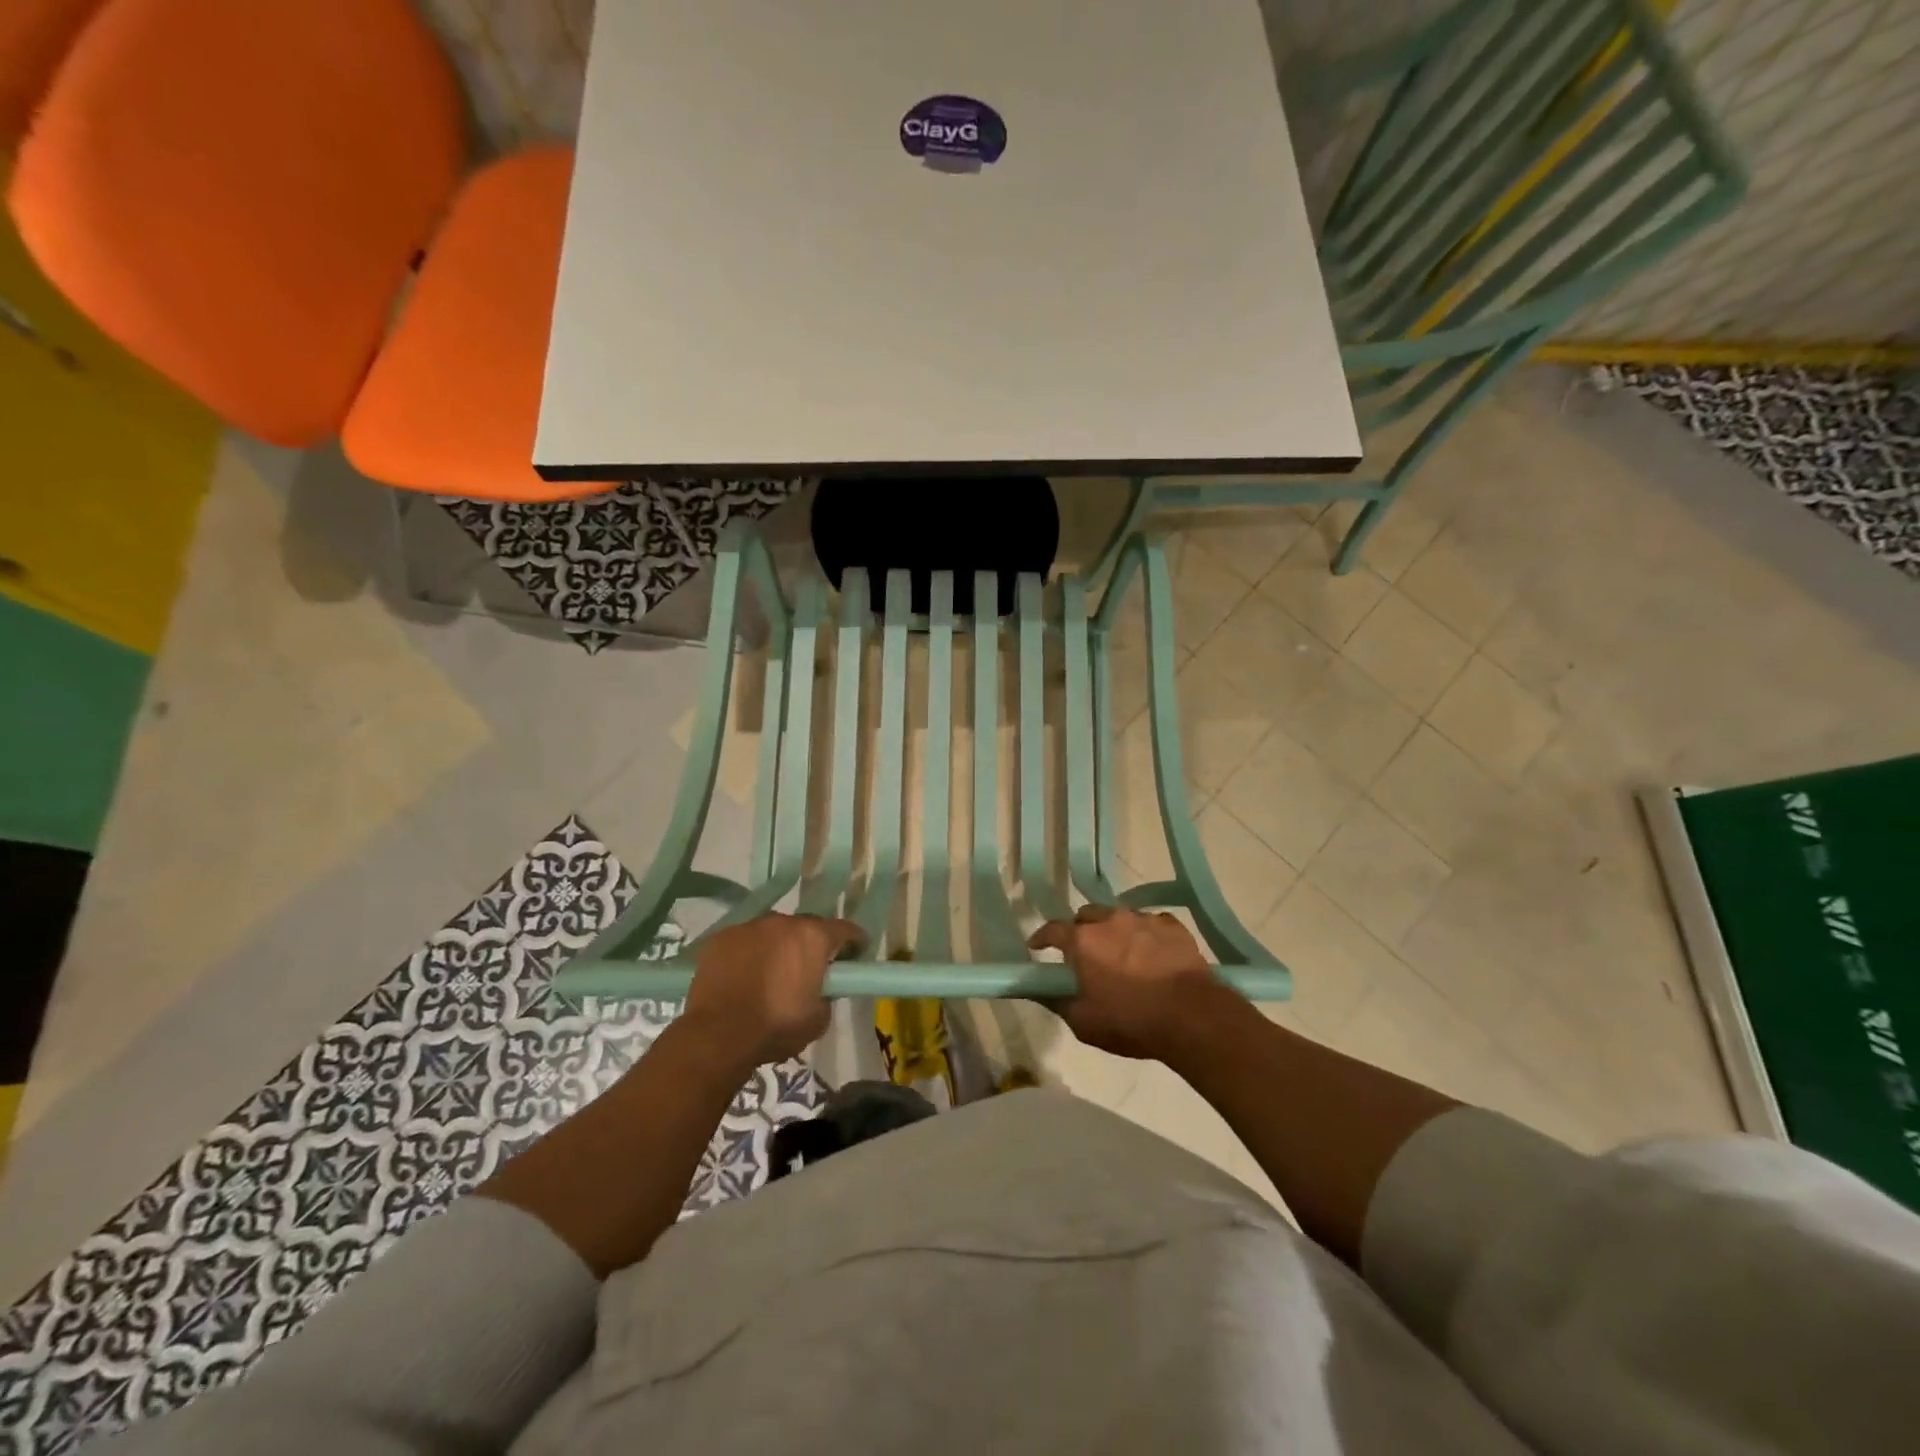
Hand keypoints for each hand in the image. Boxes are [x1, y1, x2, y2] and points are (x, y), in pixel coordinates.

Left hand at [680, 913, 862, 1067]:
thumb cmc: (776, 1026)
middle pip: (806, 927)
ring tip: (771, 973)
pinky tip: (743, 976)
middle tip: (809, 968)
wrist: (717, 1035)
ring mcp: (749, 927)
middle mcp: (783, 923)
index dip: (854, 941)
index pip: (845, 929)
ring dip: (778, 947)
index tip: (856, 953)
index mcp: (813, 938)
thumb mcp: (818, 1019)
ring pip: (772, 932)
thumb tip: (820, 990)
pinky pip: (744, 942)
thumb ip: (826, 996)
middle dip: (811, 944)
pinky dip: (749, 954)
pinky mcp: (721, 938)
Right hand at [1027, 904, 1231, 1060]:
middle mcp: (1110, 920)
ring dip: (1114, 931)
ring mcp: (1143, 919)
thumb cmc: (1131, 1021)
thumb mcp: (1084, 1023)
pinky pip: (1150, 923)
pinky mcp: (1172, 925)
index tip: (1037, 947)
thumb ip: (1055, 1001)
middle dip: (1080, 931)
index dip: (1041, 938)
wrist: (1193, 1017)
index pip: (1052, 929)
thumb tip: (1034, 990)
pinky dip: (1145, 935)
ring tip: (1121, 954)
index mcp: (1083, 941)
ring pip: (1119, 917)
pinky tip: (1152, 954)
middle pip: (1086, 916)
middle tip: (1084, 954)